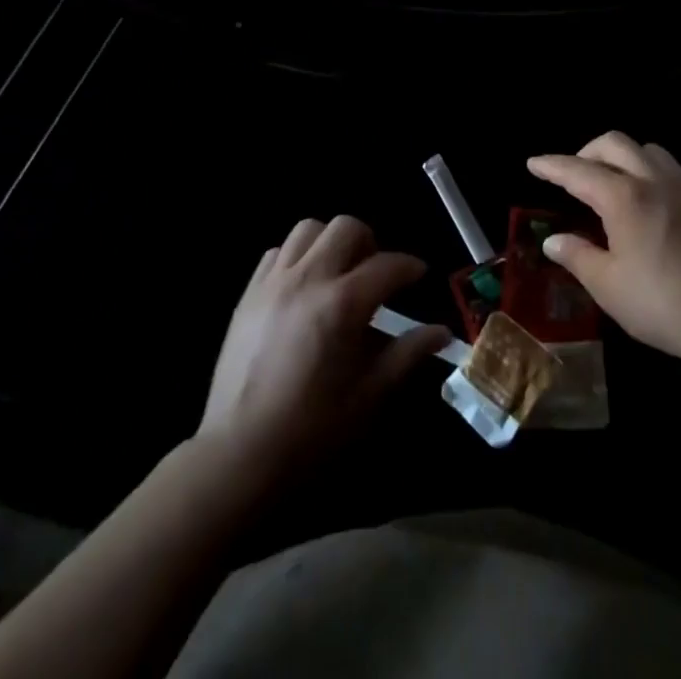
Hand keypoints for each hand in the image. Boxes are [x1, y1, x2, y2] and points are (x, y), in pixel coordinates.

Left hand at [198, 216, 449, 477]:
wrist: (240, 453)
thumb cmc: (312, 429)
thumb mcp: (369, 395)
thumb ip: (407, 354)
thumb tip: (441, 333)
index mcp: (342, 304)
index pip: (388, 265)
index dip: (410, 267)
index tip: (419, 275)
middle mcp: (308, 278)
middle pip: (346, 228)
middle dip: (370, 242)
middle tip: (375, 273)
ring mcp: (274, 281)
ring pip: (309, 229)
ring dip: (330, 242)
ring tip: (338, 273)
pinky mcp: (249, 292)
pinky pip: (277, 252)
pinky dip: (297, 257)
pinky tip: (303, 287)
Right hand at [528, 132, 680, 369]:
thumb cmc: (662, 304)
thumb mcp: (608, 286)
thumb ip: (577, 256)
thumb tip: (553, 240)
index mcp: (624, 198)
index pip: (578, 171)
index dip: (552, 165)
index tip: (533, 163)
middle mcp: (653, 181)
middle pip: (615, 144)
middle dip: (587, 151)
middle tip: (573, 174)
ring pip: (648, 150)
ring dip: (623, 157)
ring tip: (612, 183)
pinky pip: (671, 170)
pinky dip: (649, 173)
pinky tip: (648, 205)